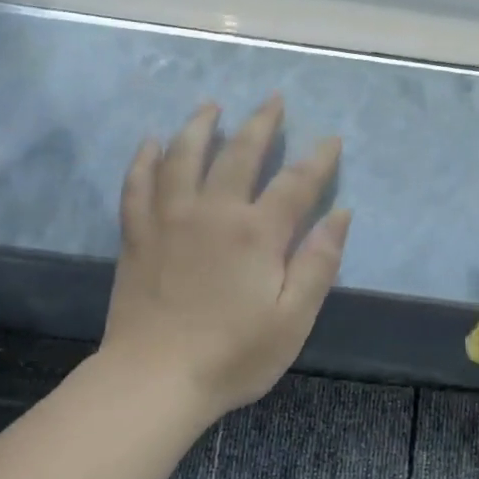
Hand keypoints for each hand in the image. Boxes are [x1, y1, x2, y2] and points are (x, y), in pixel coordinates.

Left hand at [101, 96, 350, 422]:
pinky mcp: (137, 235)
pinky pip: (138, 184)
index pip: (296, 184)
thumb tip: (340, 215)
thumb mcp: (293, 319)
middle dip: (260, 123)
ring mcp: (169, 219)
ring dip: (200, 126)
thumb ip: (318, 264)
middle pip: (239, 154)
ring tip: (211, 105)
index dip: (318, 160)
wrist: (155, 378)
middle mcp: (213, 212)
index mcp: (257, 234)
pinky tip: (151, 143)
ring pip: (183, 156)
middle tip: (273, 99)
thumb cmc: (233, 356)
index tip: (331, 139)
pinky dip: (145, 159)